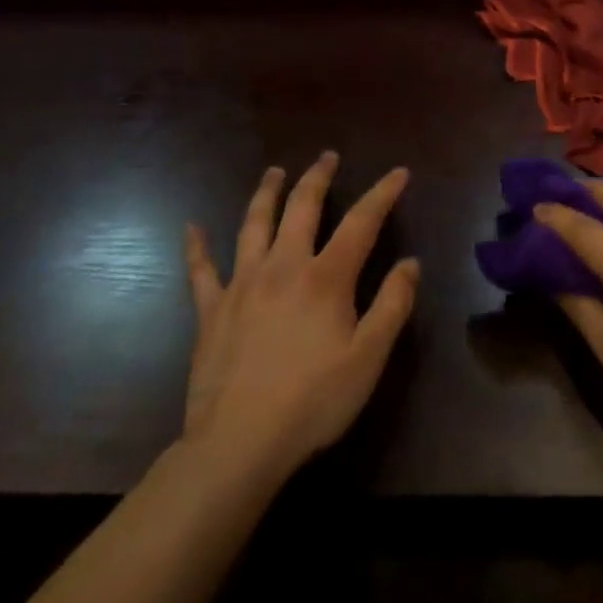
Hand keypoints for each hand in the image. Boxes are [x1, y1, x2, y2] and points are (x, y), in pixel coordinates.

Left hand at [181, 151, 418, 482]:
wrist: (237, 446)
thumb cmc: (312, 402)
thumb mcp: (368, 358)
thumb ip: (392, 306)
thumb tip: (410, 263)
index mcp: (326, 278)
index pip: (361, 221)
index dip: (382, 193)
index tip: (398, 172)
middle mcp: (284, 267)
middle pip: (302, 208)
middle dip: (317, 177)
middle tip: (327, 156)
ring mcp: (243, 285)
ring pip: (254, 225)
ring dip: (266, 193)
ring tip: (274, 172)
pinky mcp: (212, 311)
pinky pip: (201, 271)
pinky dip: (197, 246)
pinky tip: (192, 227)